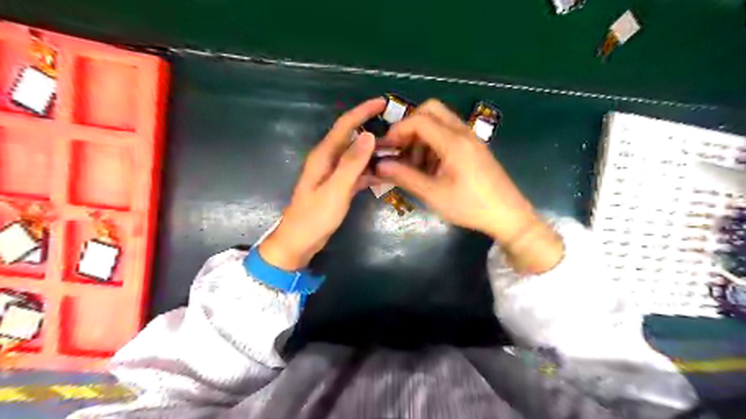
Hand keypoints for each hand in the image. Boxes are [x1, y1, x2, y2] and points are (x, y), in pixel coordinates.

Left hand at [259, 96, 383, 270]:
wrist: (300, 242)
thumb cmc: (314, 217)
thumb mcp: (335, 190)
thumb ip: (351, 163)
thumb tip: (369, 135)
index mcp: (324, 156)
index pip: (345, 125)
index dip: (363, 111)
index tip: (383, 102)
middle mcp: (329, 160)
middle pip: (353, 139)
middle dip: (374, 132)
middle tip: (399, 132)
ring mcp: (334, 174)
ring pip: (358, 157)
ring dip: (376, 154)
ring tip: (399, 153)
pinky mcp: (339, 186)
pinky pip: (358, 173)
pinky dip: (372, 171)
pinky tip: (387, 174)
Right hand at [377, 100, 562, 272]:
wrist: (508, 215)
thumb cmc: (470, 207)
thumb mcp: (434, 194)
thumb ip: (405, 177)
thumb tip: (379, 166)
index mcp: (454, 142)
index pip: (419, 120)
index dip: (398, 130)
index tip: (386, 148)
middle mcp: (463, 133)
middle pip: (431, 110)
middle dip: (411, 126)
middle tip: (401, 149)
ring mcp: (471, 138)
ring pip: (440, 121)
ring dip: (422, 136)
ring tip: (414, 164)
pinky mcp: (475, 147)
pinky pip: (450, 133)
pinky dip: (434, 142)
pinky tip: (431, 167)